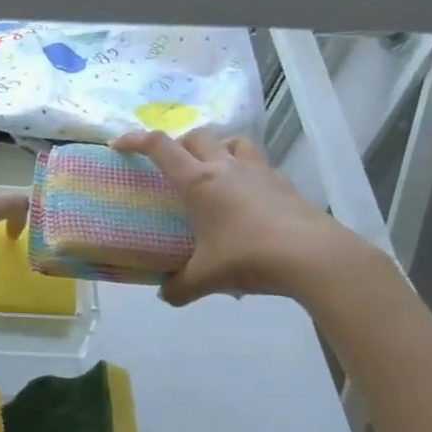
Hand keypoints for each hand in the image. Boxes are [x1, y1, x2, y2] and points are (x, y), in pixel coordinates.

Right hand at [112, 128, 370, 307]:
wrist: (312, 257)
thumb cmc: (248, 258)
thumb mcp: (205, 279)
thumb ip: (179, 287)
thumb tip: (165, 295)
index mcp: (199, 182)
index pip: (160, 147)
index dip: (136, 140)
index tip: (119, 145)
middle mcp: (226, 167)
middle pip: (197, 136)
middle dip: (179, 144)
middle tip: (172, 166)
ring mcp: (259, 172)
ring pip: (234, 141)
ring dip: (218, 148)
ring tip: (214, 171)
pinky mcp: (285, 184)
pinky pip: (261, 166)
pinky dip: (248, 173)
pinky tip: (248, 198)